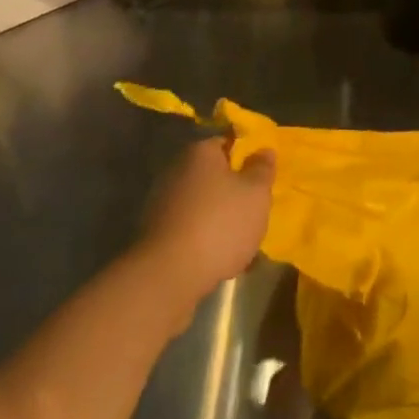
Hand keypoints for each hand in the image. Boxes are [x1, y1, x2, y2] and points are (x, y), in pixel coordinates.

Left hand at [142, 138, 274, 306]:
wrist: (169, 276)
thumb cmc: (220, 223)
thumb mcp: (256, 193)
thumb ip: (263, 169)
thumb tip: (263, 149)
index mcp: (200, 152)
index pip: (227, 143)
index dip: (247, 157)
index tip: (262, 176)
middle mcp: (176, 171)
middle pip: (213, 175)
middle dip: (233, 190)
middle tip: (255, 208)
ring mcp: (161, 203)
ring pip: (202, 203)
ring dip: (220, 217)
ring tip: (242, 239)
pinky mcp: (155, 234)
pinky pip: (189, 227)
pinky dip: (204, 237)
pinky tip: (221, 257)